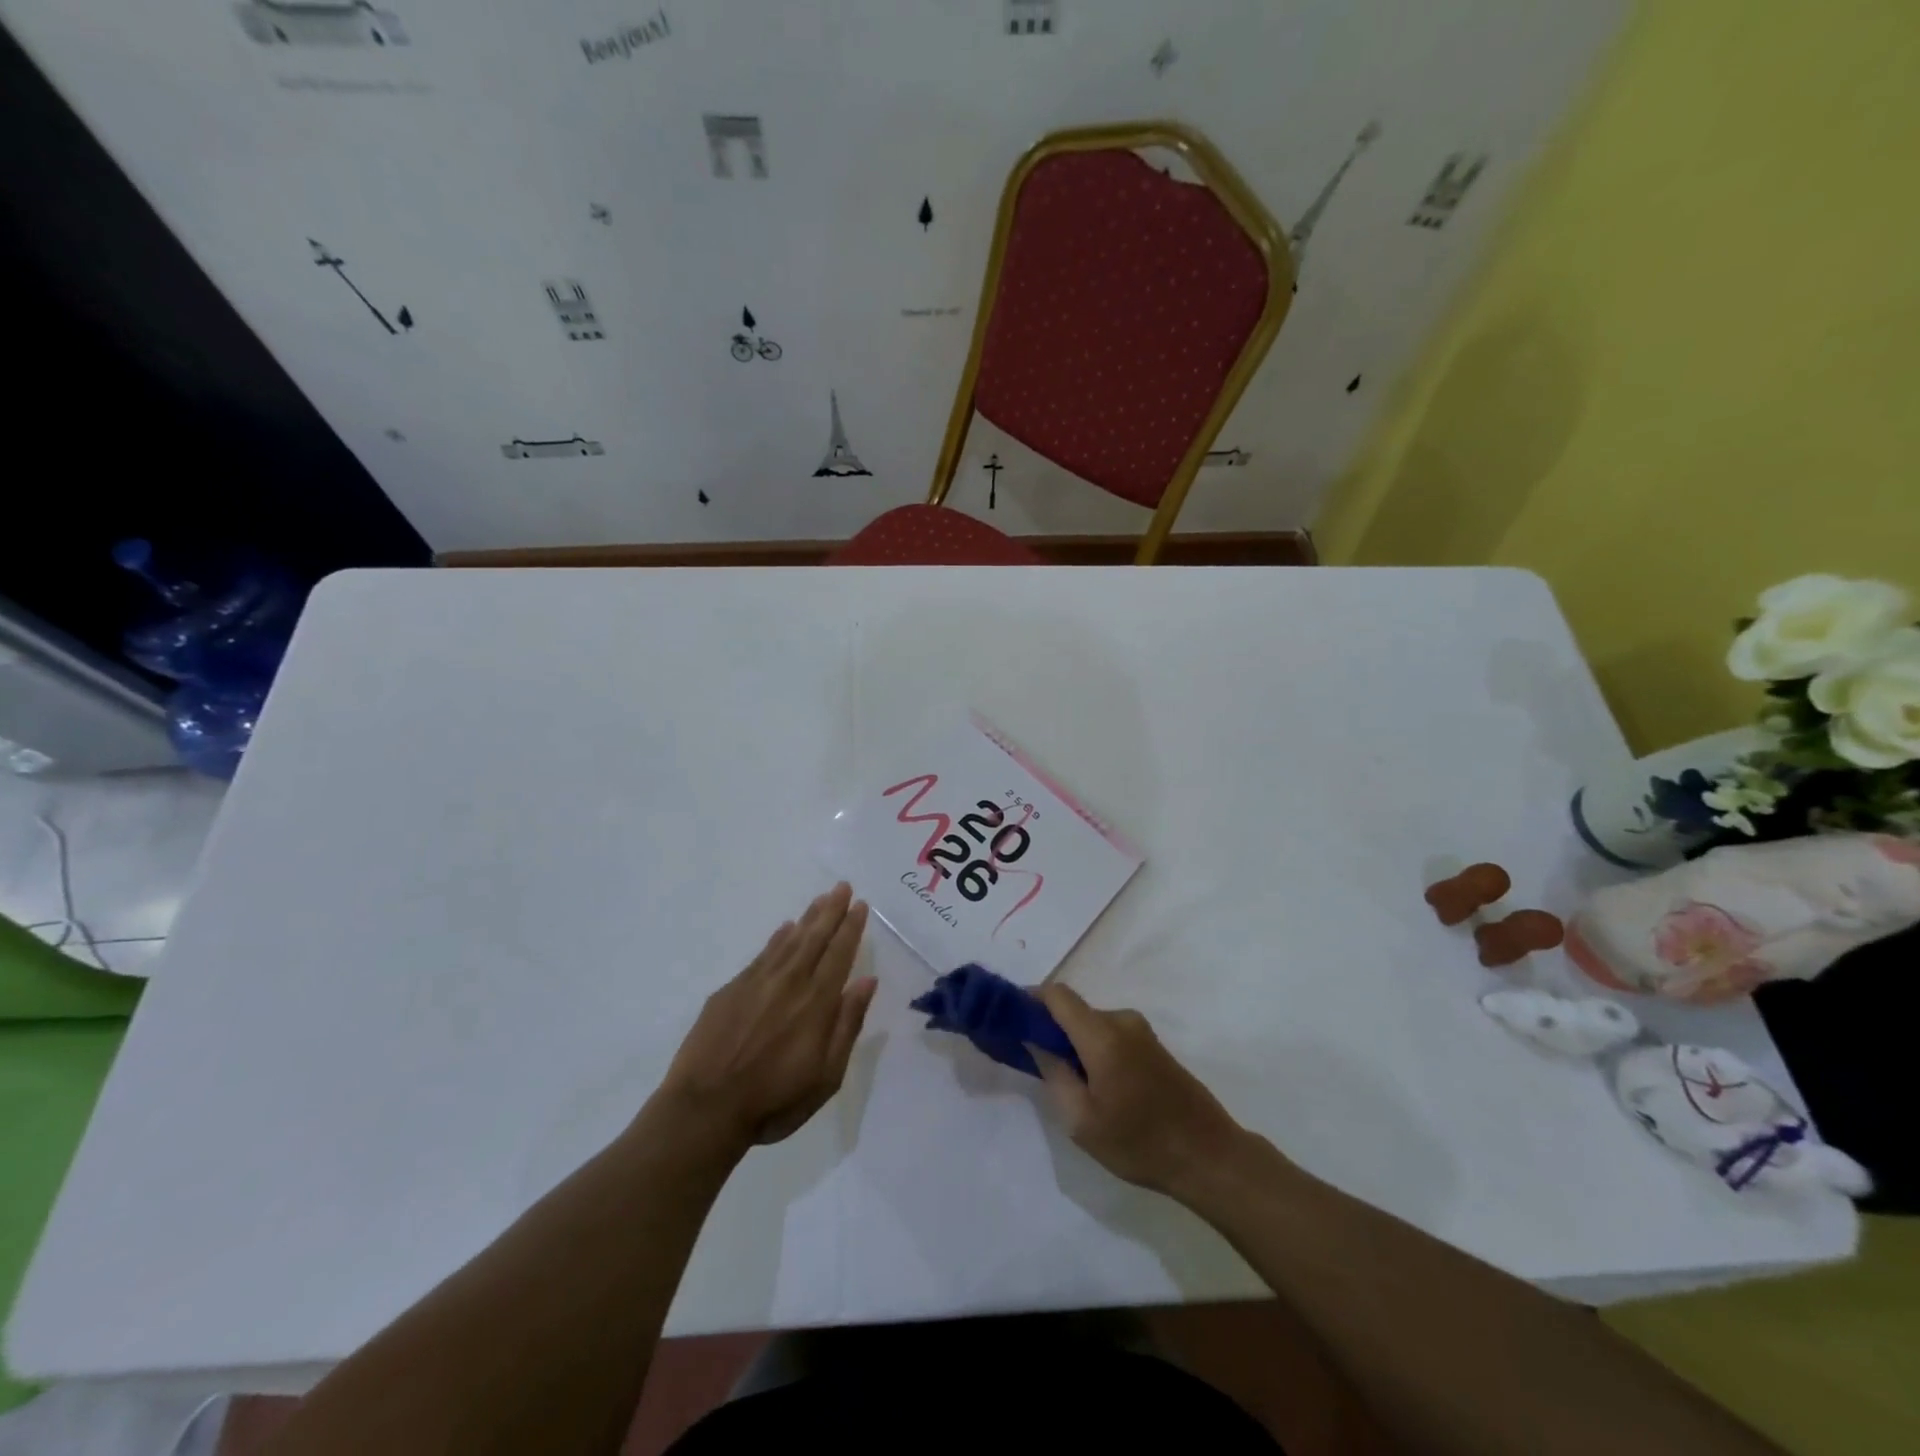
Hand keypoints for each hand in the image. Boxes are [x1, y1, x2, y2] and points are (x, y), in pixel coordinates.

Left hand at [658, 884, 875, 1151]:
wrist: (704, 1110)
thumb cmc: (774, 1101)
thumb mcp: (826, 1075)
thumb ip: (847, 1024)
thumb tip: (867, 981)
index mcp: (816, 1002)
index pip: (839, 954)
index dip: (851, 928)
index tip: (860, 905)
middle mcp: (789, 982)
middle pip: (815, 938)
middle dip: (831, 911)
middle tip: (842, 886)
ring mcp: (756, 983)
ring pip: (788, 941)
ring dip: (807, 918)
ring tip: (820, 899)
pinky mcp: (730, 990)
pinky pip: (762, 954)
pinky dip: (777, 939)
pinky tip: (784, 929)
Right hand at [1030, 983, 1246, 1197]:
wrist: (1209, 1157)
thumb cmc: (1140, 1143)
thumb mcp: (1082, 1121)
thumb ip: (1053, 1074)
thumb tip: (1035, 1042)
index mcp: (1102, 1034)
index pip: (1056, 994)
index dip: (1030, 999)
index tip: (1011, 1021)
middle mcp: (1122, 1021)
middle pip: (1074, 1010)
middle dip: (1050, 1029)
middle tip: (1036, 1065)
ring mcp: (1141, 1032)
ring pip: (1092, 1024)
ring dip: (1074, 1043)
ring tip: (1070, 1086)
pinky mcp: (1153, 1046)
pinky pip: (1111, 1034)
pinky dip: (1094, 1049)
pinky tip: (1097, 1087)